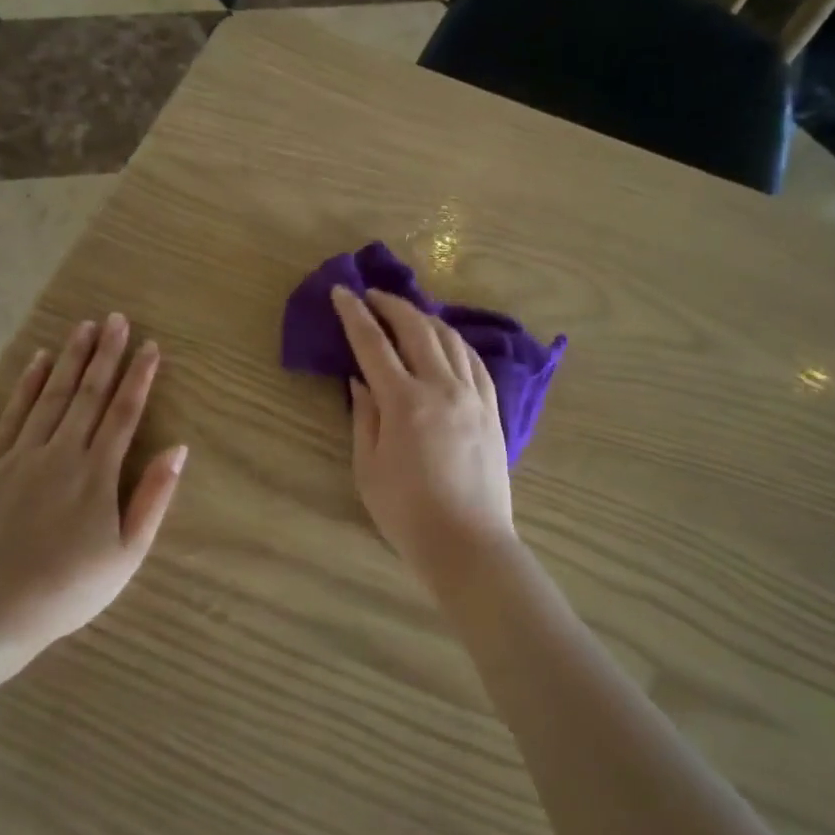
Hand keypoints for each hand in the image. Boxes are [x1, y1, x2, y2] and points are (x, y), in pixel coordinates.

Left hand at [0, 314, 186, 669]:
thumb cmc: (69, 589)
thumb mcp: (128, 554)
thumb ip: (153, 497)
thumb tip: (178, 449)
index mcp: (97, 473)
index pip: (124, 412)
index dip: (139, 377)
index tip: (150, 346)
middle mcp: (61, 453)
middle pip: (89, 394)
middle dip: (106, 354)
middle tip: (117, 318)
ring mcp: (20, 457)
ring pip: (52, 396)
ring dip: (71, 359)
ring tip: (84, 326)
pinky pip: (11, 416)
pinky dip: (27, 386)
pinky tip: (39, 362)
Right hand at [332, 287, 515, 580]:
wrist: (468, 543)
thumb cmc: (407, 513)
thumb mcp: (368, 468)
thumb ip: (364, 417)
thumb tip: (360, 380)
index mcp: (405, 403)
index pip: (374, 344)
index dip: (354, 315)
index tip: (342, 291)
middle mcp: (442, 388)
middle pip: (417, 329)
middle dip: (392, 305)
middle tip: (373, 295)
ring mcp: (473, 397)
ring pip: (451, 339)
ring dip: (425, 318)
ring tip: (407, 313)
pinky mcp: (493, 410)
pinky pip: (475, 362)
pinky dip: (456, 342)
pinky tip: (447, 341)